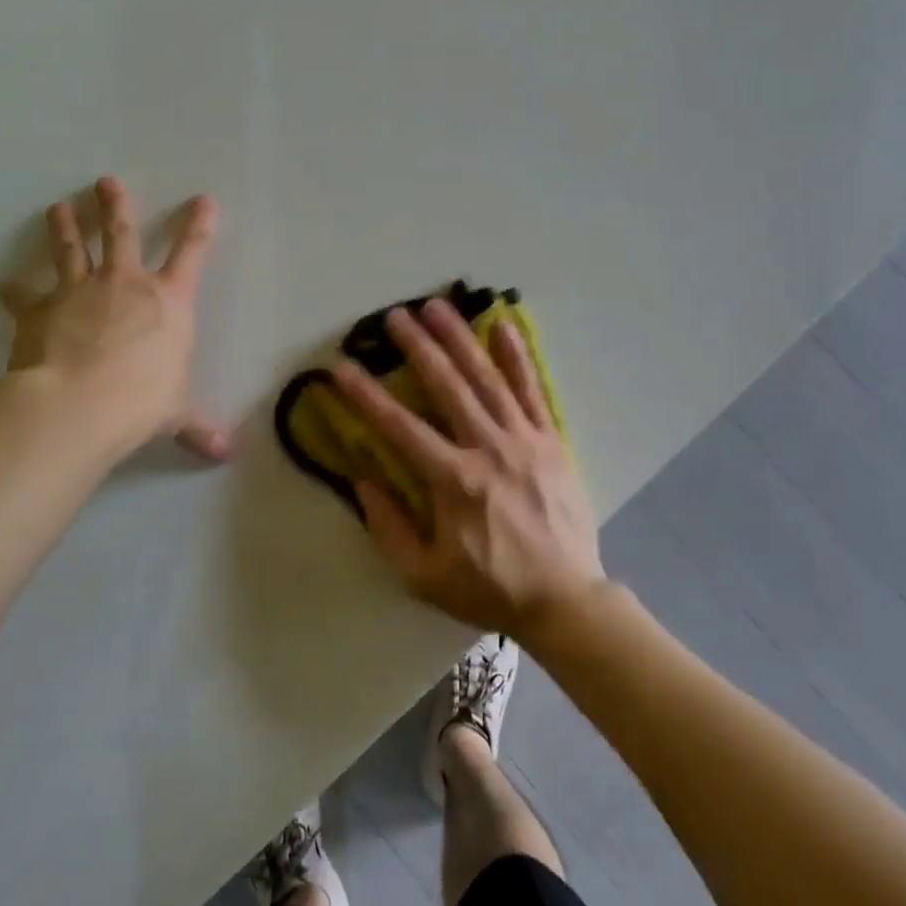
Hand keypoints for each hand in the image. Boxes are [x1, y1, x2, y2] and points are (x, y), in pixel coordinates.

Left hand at [0, 177, 229, 461]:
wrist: (79, 404)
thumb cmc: (142, 402)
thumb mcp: (176, 414)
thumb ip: (196, 428)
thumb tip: (222, 454)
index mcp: (169, 302)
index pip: (192, 254)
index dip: (199, 225)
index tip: (203, 200)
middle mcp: (125, 285)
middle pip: (122, 234)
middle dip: (117, 207)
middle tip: (107, 182)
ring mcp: (79, 291)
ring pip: (72, 249)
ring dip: (66, 227)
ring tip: (59, 208)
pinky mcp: (39, 309)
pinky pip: (25, 295)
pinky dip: (15, 292)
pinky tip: (5, 287)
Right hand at [332, 298, 605, 642]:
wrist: (564, 599)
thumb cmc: (489, 589)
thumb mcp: (423, 576)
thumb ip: (388, 527)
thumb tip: (363, 480)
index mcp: (453, 481)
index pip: (400, 428)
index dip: (366, 396)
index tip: (341, 368)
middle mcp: (488, 449)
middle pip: (447, 387)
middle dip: (418, 347)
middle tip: (395, 315)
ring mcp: (524, 440)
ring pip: (488, 379)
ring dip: (461, 339)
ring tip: (439, 306)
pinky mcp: (552, 440)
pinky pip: (533, 391)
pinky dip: (518, 357)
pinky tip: (504, 327)